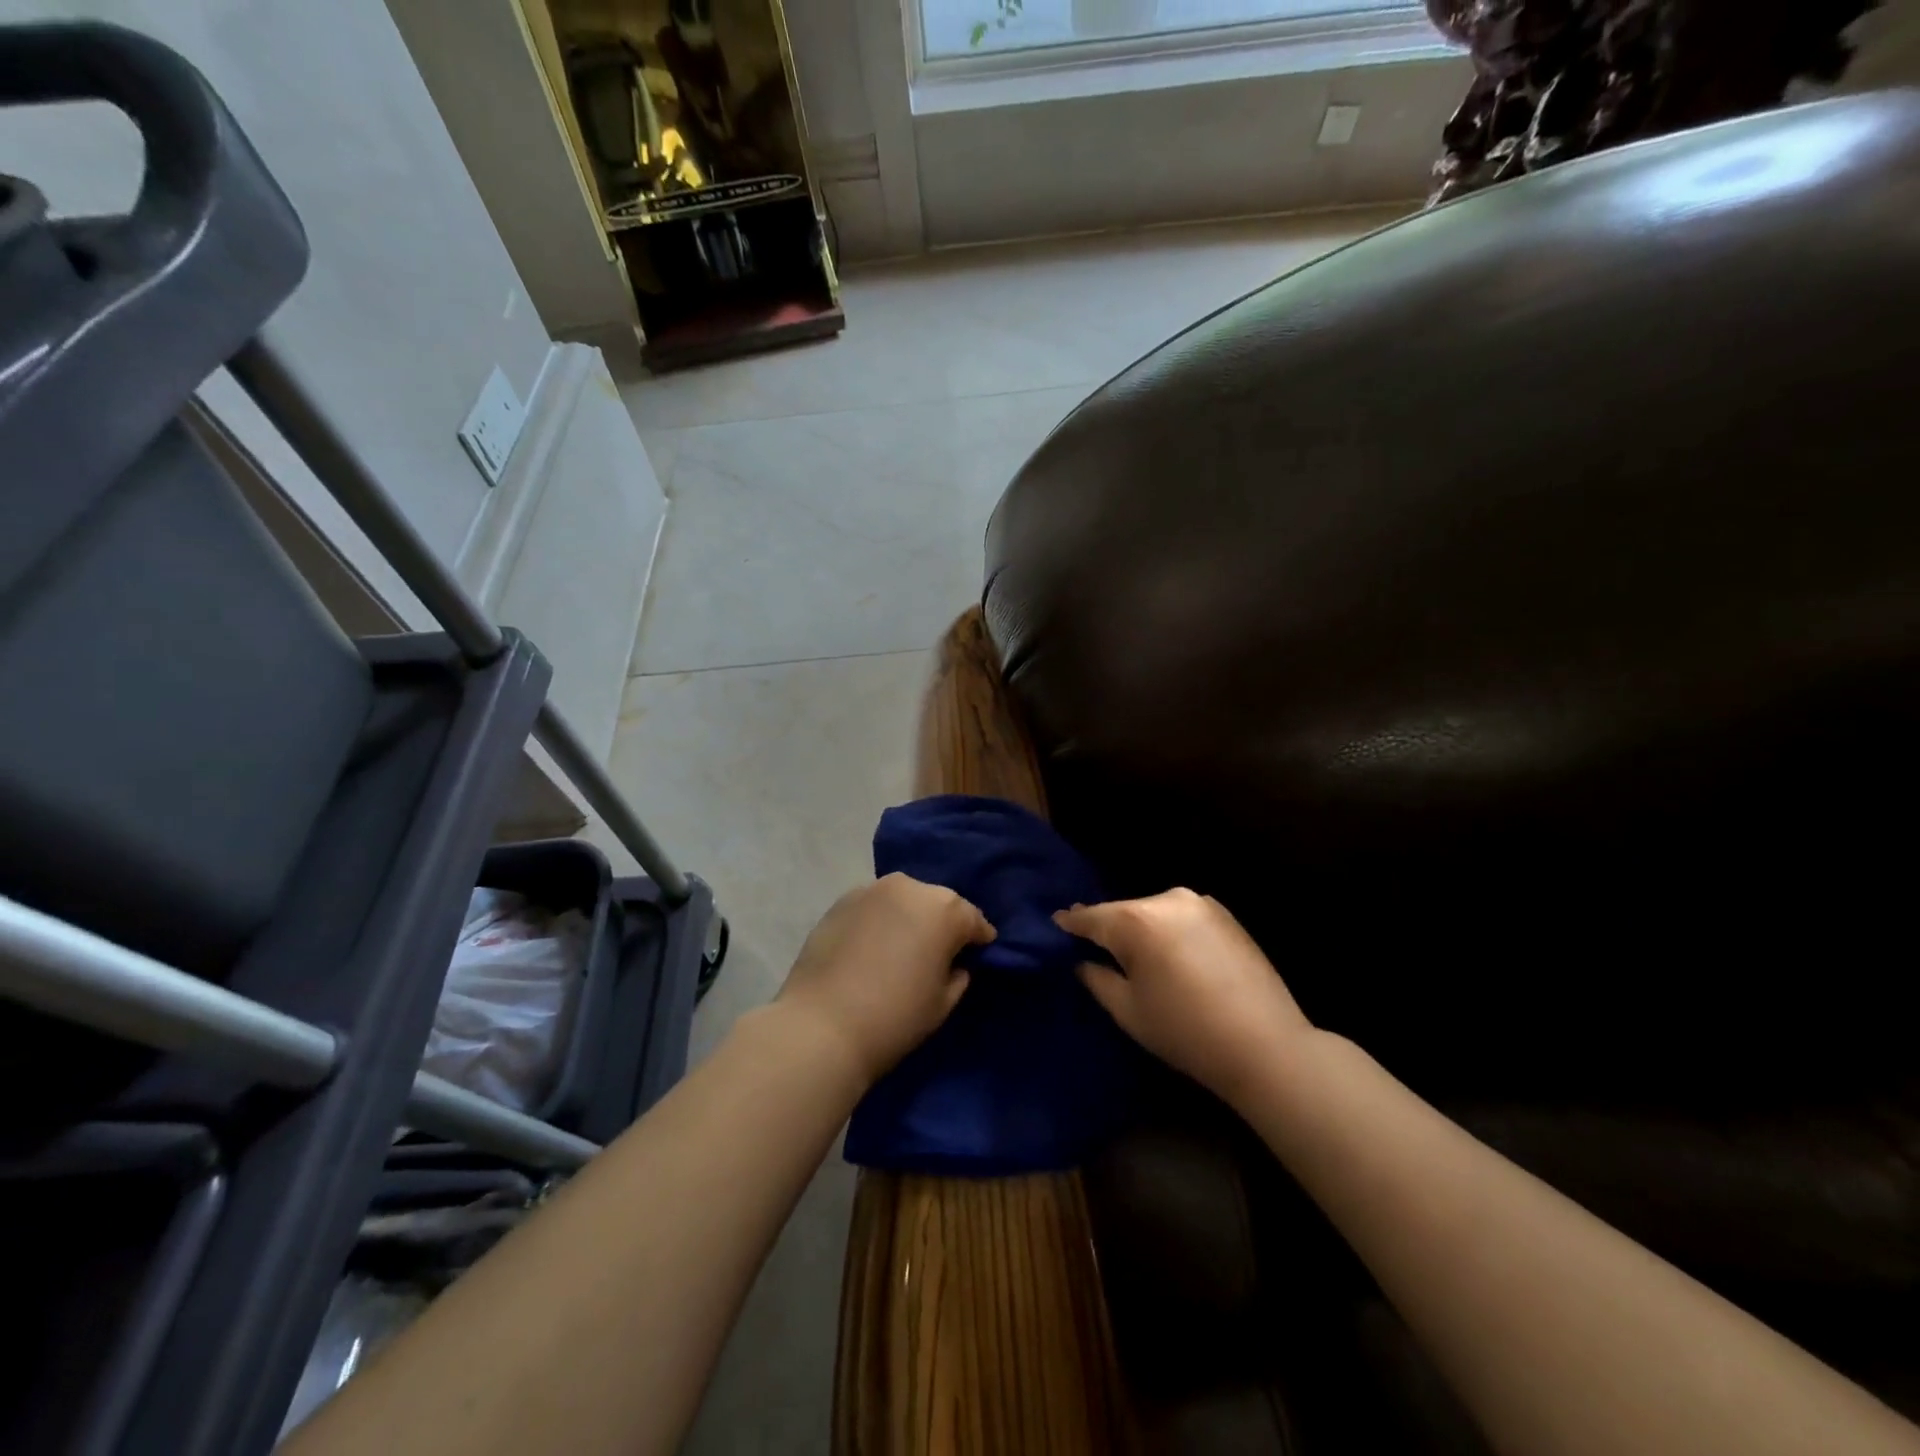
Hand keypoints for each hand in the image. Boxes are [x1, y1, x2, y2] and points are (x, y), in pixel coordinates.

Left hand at [776, 873, 992, 1085]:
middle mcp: (910, 887)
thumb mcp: (943, 1002)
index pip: (973, 919)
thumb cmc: (895, 1017)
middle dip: (943, 923)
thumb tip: (954, 963)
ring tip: (904, 946)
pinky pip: (874, 907)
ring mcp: (872, 890)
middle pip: (937, 903)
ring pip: (903, 900)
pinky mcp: (841, 901)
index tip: (980, 951)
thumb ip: (957, 975)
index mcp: (944, 909)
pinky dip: (880, 921)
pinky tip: (874, 946)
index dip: (979, 938)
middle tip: (939, 951)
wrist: (822, 1026)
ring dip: (909, 917)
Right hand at [1057, 889, 1313, 1106]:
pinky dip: (1169, 930)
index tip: (1056, 923)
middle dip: (1109, 928)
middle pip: (1124, 912)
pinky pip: (1180, 916)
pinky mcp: (1224, 914)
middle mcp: (1167, 899)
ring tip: (1136, 955)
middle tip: (1093, 947)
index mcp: (1137, 920)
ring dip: (1141, 929)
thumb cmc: (1186, 1031)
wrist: (1266, 1045)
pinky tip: (1172, 956)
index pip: (1091, 917)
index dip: (1070, 922)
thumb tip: (1082, 961)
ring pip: (1153, 912)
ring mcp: (1200, 903)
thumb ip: (1097, 978)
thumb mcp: (1128, 1011)